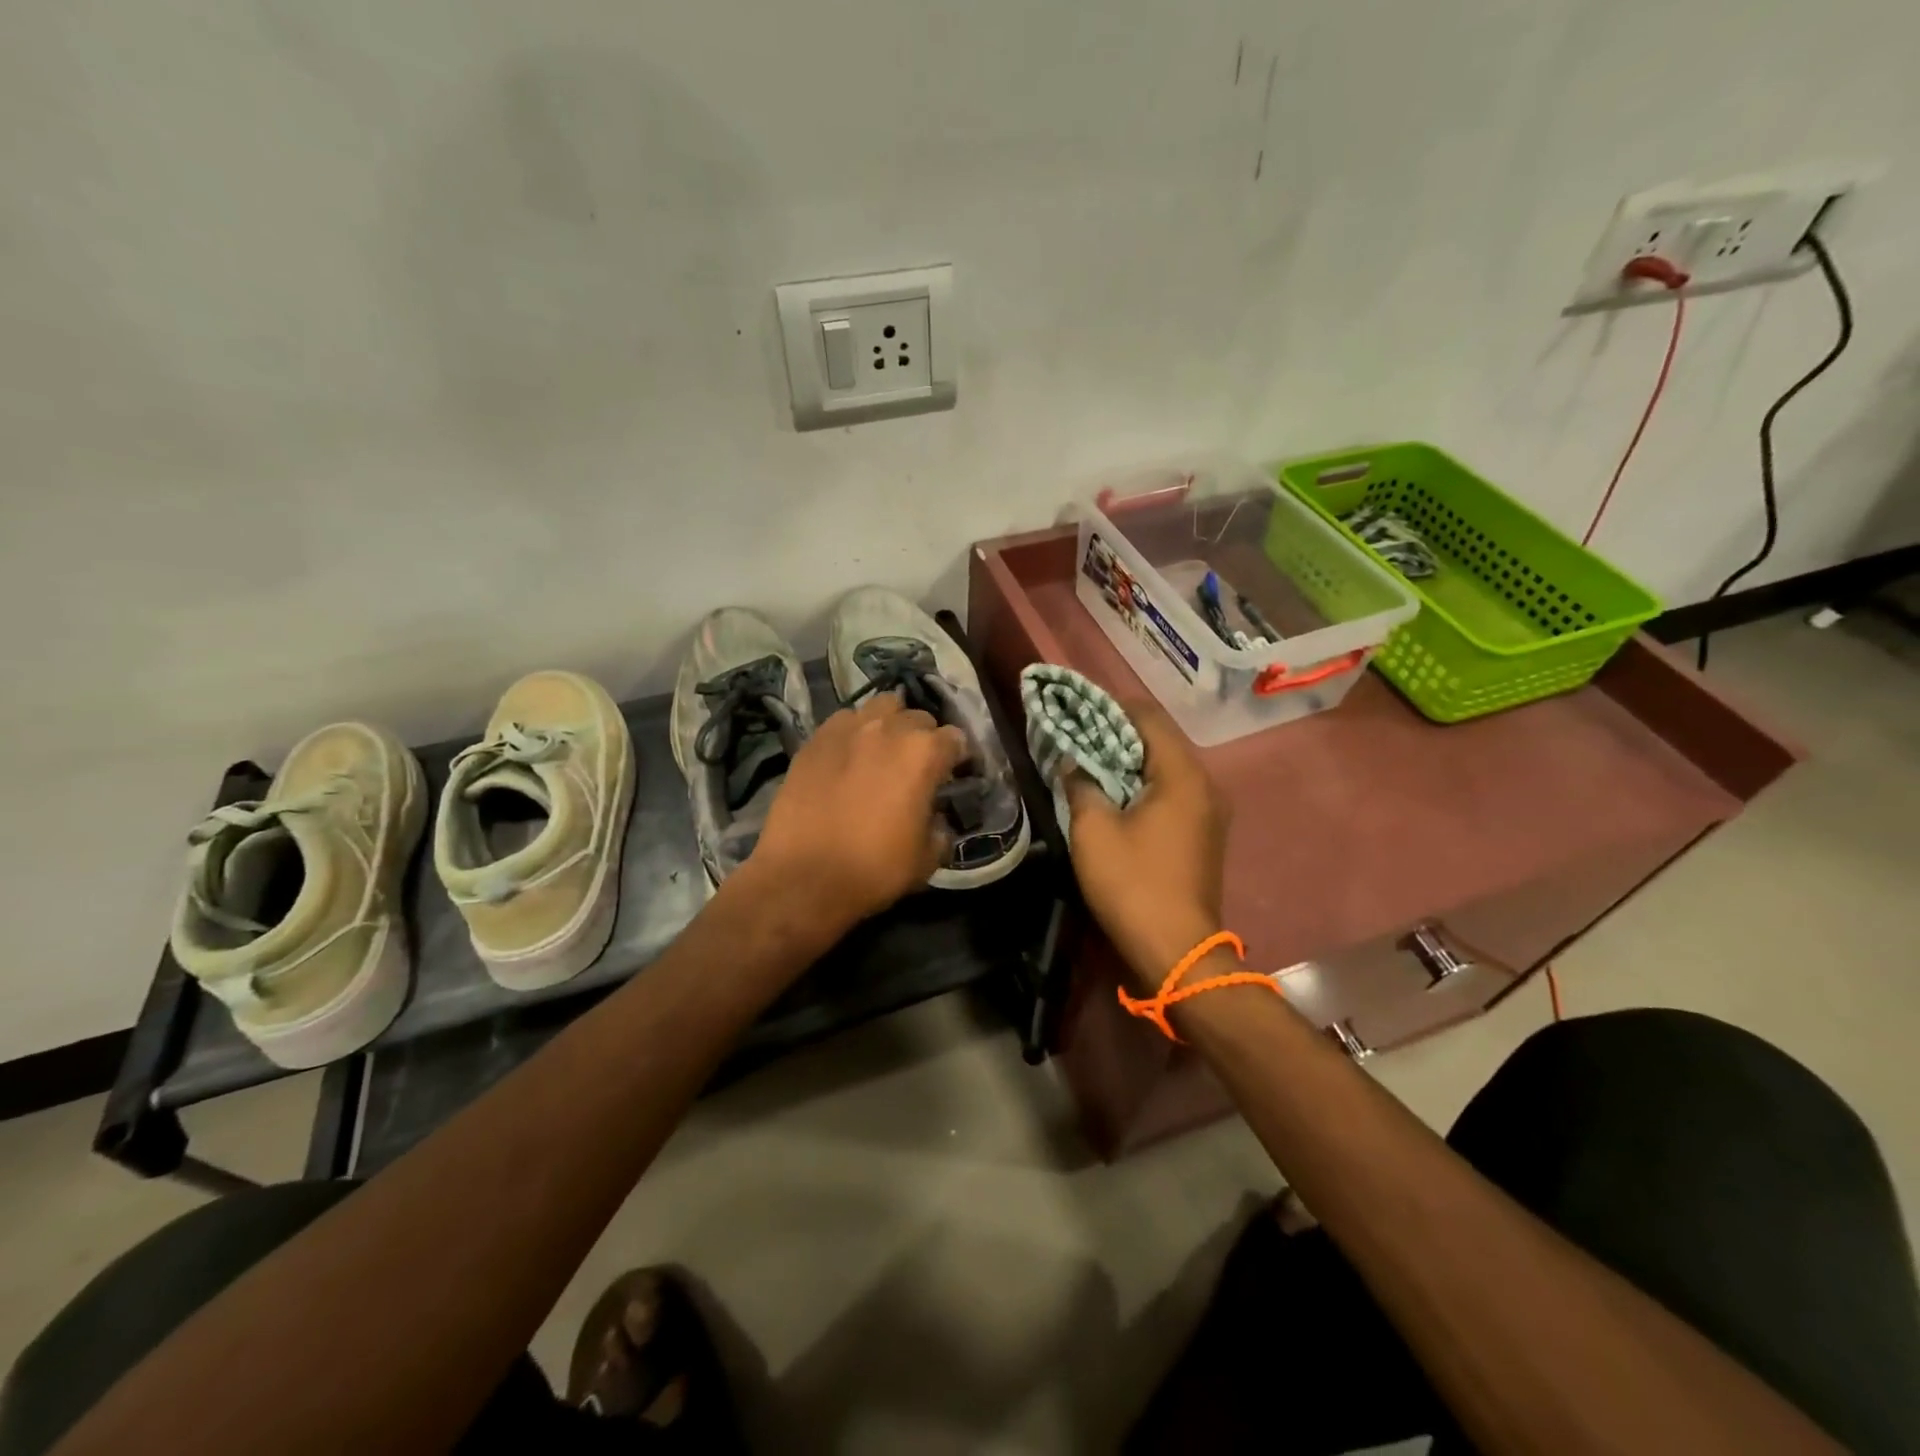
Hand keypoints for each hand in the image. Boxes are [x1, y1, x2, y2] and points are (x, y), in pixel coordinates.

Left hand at [750, 694, 968, 931]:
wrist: (803, 877)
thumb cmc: (874, 869)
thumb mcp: (927, 858)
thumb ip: (940, 828)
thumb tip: (935, 818)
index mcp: (923, 753)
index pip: (955, 739)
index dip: (958, 757)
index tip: (954, 773)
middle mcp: (888, 729)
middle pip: (918, 717)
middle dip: (924, 737)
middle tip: (917, 765)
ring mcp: (847, 729)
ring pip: (880, 707)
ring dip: (890, 723)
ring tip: (883, 750)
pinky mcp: (814, 739)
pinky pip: (844, 721)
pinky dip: (853, 732)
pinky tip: (848, 756)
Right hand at [1064, 698, 1229, 987]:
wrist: (1176, 951)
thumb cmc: (1133, 883)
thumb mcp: (1093, 830)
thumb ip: (1081, 784)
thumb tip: (1073, 763)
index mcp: (1183, 775)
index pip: (1148, 718)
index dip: (1110, 707)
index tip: (1076, 708)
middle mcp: (1205, 785)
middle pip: (1159, 741)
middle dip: (1116, 734)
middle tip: (1075, 734)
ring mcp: (1208, 811)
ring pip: (1164, 768)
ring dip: (1128, 761)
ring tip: (1088, 761)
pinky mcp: (1203, 834)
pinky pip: (1171, 792)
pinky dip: (1142, 784)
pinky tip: (1113, 794)